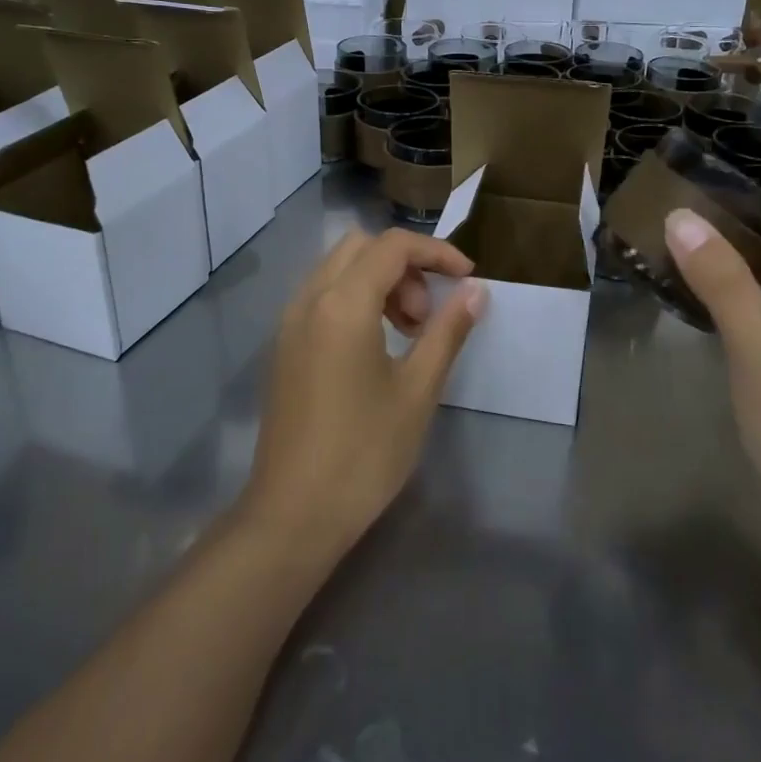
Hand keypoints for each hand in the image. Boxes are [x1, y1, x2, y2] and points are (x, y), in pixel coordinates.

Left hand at [243, 228, 485, 561]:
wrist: (293, 515)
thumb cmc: (364, 452)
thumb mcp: (418, 390)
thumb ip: (448, 330)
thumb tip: (475, 291)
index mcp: (342, 303)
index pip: (392, 245)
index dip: (436, 252)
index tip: (468, 278)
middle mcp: (309, 299)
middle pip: (362, 247)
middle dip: (405, 266)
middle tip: (429, 315)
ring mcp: (290, 323)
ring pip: (339, 269)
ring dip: (380, 282)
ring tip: (409, 334)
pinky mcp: (284, 346)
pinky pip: (323, 296)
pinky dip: (356, 299)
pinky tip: (376, 347)